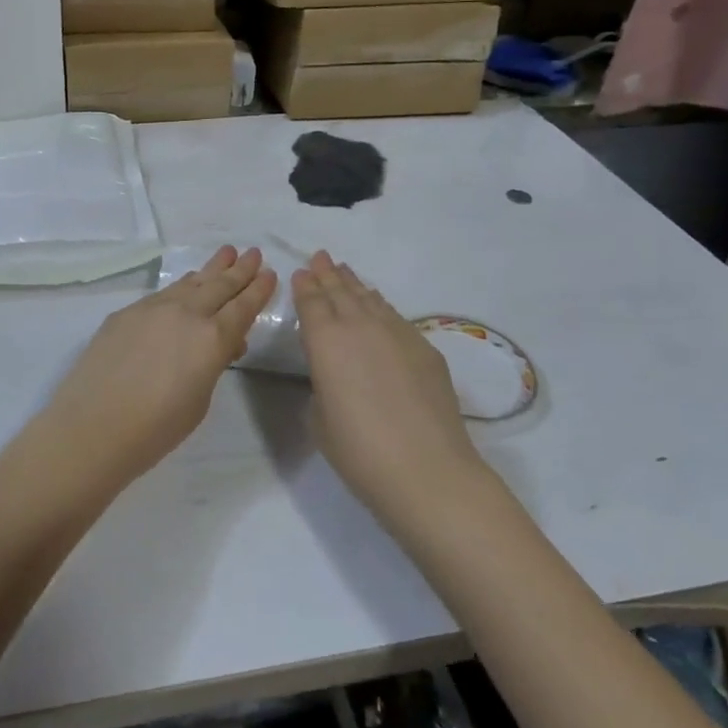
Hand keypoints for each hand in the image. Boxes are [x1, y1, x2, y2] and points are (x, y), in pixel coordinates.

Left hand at [37, 246, 275, 490]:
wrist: (93, 425)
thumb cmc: (156, 428)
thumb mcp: (200, 400)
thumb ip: (212, 364)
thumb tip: (221, 344)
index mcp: (212, 339)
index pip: (242, 308)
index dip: (258, 290)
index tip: (269, 273)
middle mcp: (186, 314)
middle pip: (219, 286)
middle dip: (240, 270)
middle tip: (254, 252)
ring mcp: (153, 308)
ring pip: (190, 283)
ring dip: (211, 269)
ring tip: (226, 254)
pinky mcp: (126, 312)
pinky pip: (164, 292)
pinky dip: (182, 285)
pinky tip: (186, 283)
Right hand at [293, 251, 486, 527]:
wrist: (426, 469)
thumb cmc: (359, 450)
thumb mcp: (319, 419)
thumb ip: (321, 386)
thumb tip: (333, 376)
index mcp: (325, 341)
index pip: (312, 303)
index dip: (305, 286)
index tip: (300, 272)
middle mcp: (359, 326)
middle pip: (340, 292)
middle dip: (327, 274)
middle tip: (320, 257)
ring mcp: (396, 333)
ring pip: (369, 298)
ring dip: (353, 284)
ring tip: (344, 270)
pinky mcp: (424, 348)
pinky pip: (394, 315)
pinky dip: (380, 303)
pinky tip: (377, 303)